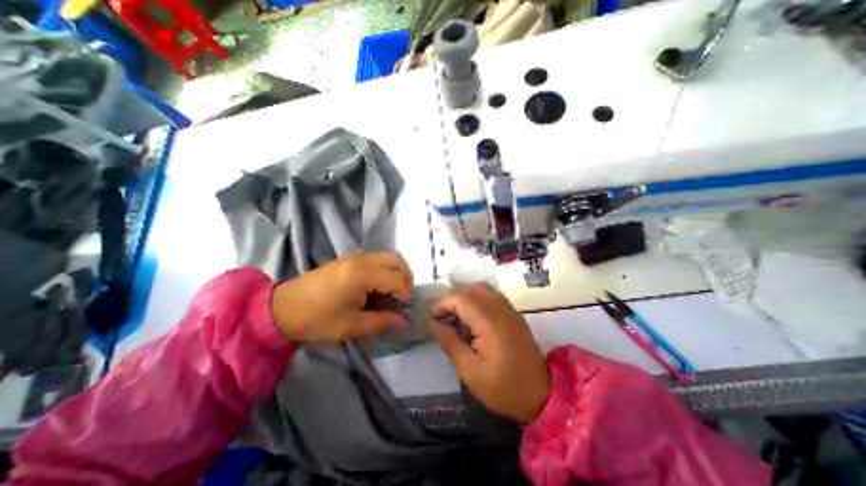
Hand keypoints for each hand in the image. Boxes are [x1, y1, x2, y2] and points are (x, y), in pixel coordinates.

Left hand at [274, 254, 415, 341]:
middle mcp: (362, 259)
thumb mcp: (351, 326)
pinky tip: (376, 287)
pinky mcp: (350, 259)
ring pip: (388, 257)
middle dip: (405, 279)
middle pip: (398, 261)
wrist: (282, 308)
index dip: (406, 295)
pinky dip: (385, 270)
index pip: (398, 279)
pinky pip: (377, 259)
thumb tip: (405, 323)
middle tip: (400, 299)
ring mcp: (356, 256)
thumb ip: (382, 322)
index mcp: (363, 275)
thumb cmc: (317, 319)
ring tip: (391, 293)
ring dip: (396, 273)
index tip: (402, 311)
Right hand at [430, 283, 549, 423]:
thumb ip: (450, 343)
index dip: (443, 304)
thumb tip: (434, 324)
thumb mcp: (470, 371)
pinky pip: (492, 295)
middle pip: (470, 290)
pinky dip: (477, 299)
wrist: (542, 394)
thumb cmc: (503, 387)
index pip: (460, 298)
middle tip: (442, 318)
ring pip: (481, 289)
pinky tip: (472, 317)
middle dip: (452, 300)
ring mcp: (509, 308)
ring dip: (465, 297)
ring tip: (455, 316)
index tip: (433, 318)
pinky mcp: (513, 313)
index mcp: (489, 321)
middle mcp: (500, 308)